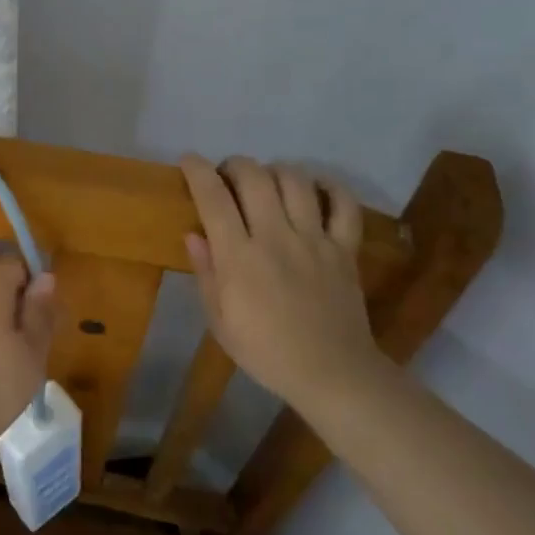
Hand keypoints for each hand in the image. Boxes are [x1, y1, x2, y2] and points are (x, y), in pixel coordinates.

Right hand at [180, 155, 386, 413]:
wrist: (331, 373)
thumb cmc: (265, 352)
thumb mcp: (220, 321)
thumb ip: (207, 274)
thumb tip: (193, 234)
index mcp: (239, 257)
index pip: (213, 198)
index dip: (197, 171)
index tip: (189, 160)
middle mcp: (276, 237)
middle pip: (255, 177)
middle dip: (235, 164)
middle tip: (228, 174)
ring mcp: (315, 239)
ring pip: (296, 181)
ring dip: (276, 170)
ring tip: (268, 180)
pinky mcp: (345, 248)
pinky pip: (344, 204)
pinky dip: (330, 187)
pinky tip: (315, 188)